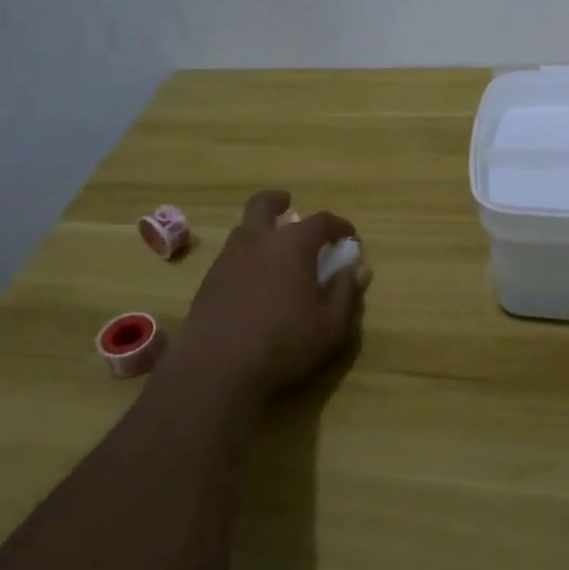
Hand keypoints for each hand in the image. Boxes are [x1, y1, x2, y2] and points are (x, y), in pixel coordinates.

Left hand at [176, 190, 368, 406]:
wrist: (217, 368)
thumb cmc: (283, 344)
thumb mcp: (330, 326)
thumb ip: (346, 293)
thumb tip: (359, 268)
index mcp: (293, 245)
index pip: (321, 221)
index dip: (338, 226)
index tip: (348, 237)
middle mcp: (258, 240)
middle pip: (264, 204)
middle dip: (278, 201)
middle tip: (288, 206)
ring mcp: (228, 258)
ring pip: (244, 228)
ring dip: (259, 229)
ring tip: (272, 249)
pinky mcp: (209, 280)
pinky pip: (230, 255)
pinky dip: (245, 256)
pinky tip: (252, 280)